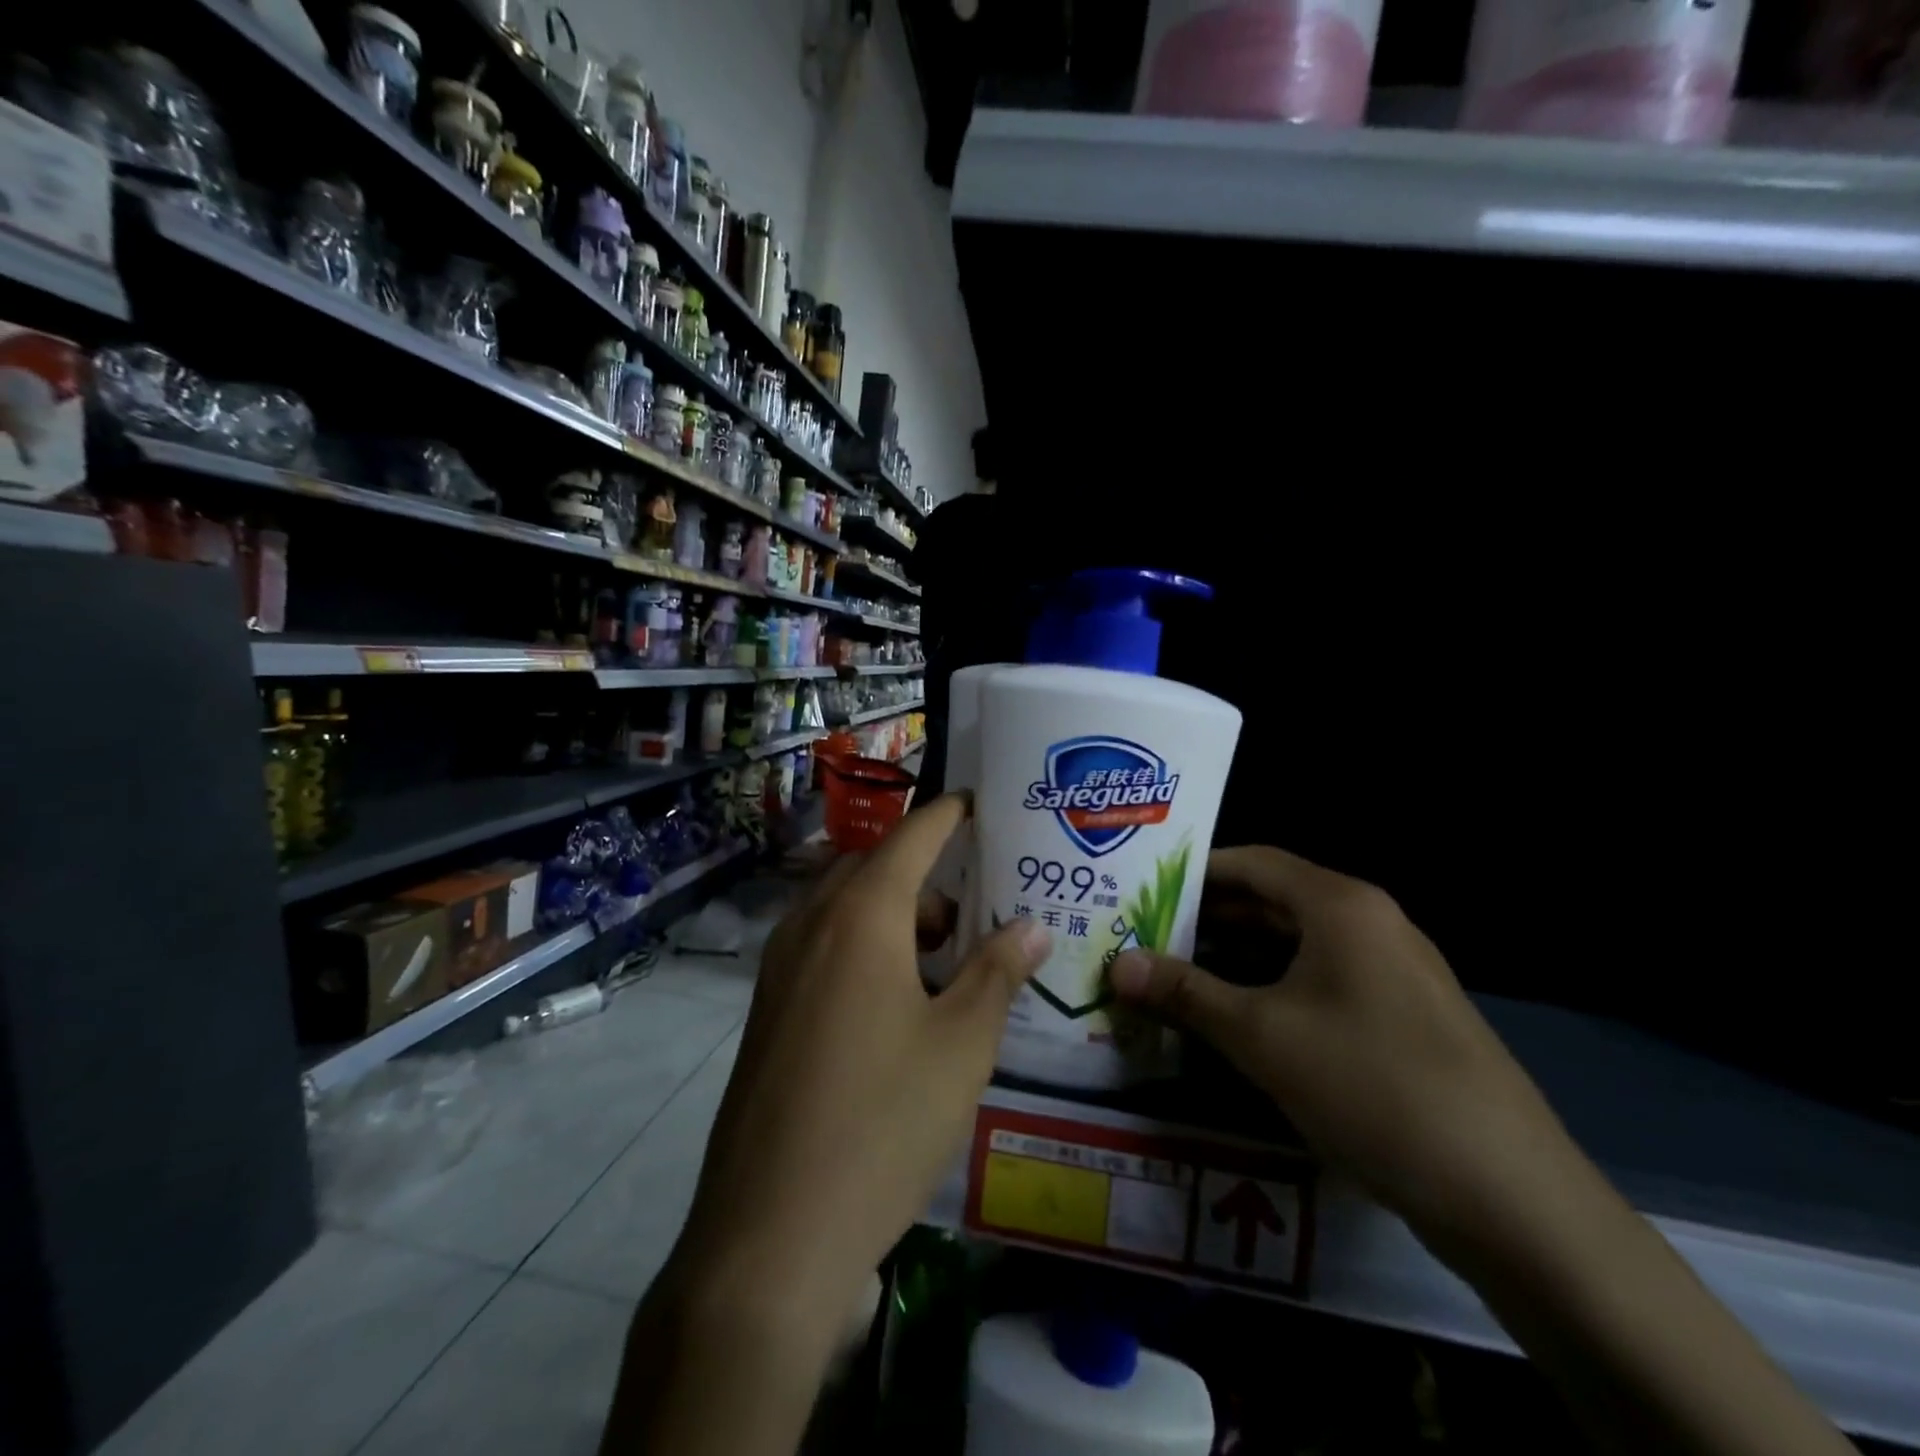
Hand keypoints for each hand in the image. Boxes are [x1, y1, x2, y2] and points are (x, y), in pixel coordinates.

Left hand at [674, 793, 1049, 1318]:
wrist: (769, 1235)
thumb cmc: (882, 1123)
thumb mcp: (961, 1046)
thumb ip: (997, 973)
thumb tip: (1031, 925)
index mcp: (860, 916)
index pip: (911, 837)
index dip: (948, 814)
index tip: (980, 803)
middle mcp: (811, 925)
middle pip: (873, 868)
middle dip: (925, 875)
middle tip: (976, 908)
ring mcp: (779, 968)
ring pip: (845, 909)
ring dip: (895, 916)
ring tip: (947, 960)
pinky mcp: (767, 1010)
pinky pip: (823, 948)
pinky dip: (864, 948)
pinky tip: (900, 1002)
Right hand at [1110, 847, 1567, 1234]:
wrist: (1510, 1196)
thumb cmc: (1371, 1085)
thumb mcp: (1261, 1036)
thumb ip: (1184, 993)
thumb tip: (1115, 964)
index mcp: (1339, 905)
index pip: (1250, 863)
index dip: (1191, 872)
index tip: (1138, 890)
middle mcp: (1369, 923)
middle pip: (1270, 902)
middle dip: (1205, 920)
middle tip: (1143, 937)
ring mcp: (1390, 971)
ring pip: (1293, 946)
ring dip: (1234, 959)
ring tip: (1173, 978)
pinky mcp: (1400, 1017)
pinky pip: (1318, 982)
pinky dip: (1270, 990)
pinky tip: (1232, 1020)